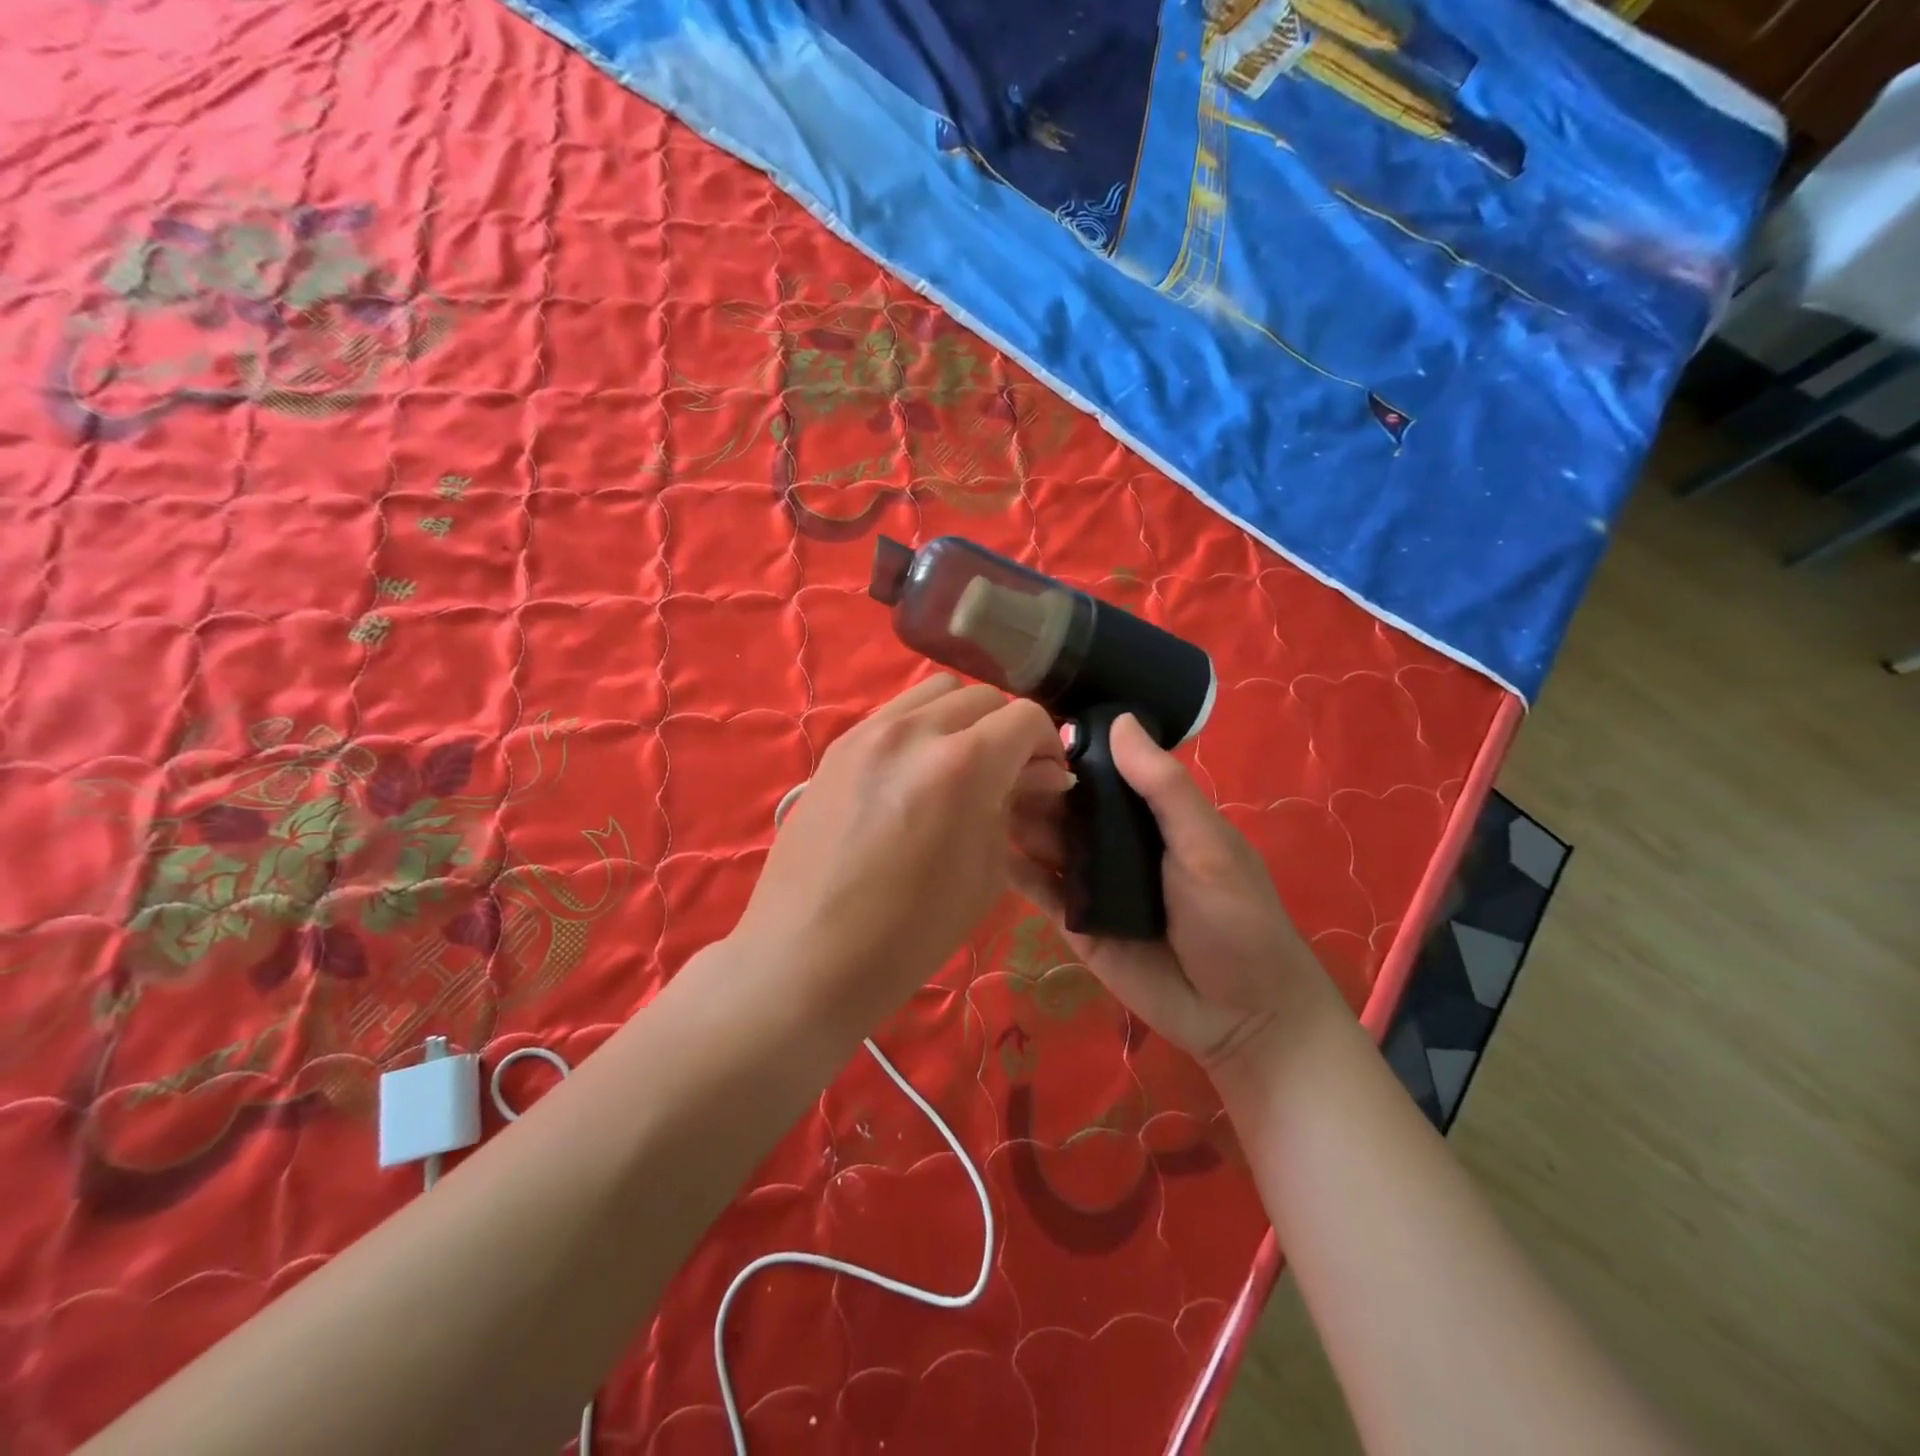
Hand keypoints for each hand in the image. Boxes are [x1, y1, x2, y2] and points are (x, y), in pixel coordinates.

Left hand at [733, 674, 1072, 1024]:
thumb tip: (1039, 775)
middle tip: (1006, 775)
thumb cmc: (909, 933)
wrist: (809, 955)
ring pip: (935, 691)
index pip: (1025, 718)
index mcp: (963, 765)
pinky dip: (920, 727)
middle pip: (982, 697)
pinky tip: (915, 772)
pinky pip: (894, 712)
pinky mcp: (838, 746)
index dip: (1048, 745)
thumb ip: (1012, 807)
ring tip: (959, 765)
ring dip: (962, 718)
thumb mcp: (985, 873)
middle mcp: (916, 731)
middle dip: (1006, 731)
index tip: (1047, 779)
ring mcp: (869, 732)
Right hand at [1010, 714, 1335, 1078]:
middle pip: (1065, 803)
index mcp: (1152, 813)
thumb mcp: (1207, 845)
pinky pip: (1040, 889)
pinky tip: (987, 849)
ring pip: (1045, 841)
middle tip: (995, 772)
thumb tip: (1120, 720)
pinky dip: (1015, 869)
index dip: (1068, 748)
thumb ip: (1163, 788)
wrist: (1240, 1015)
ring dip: (1018, 821)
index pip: (1102, 768)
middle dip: (1033, 785)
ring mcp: (1092, 880)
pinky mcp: (1074, 920)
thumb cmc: (1236, 918)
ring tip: (981, 803)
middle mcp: (1116, 839)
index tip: (1025, 728)